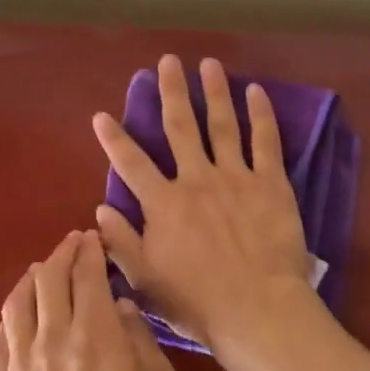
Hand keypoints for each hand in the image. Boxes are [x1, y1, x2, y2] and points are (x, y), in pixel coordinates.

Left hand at [0, 230, 176, 370]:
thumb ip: (141, 340)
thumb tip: (122, 308)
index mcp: (94, 332)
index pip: (86, 274)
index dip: (89, 250)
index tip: (93, 238)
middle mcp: (51, 336)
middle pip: (48, 278)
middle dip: (61, 254)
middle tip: (73, 245)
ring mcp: (19, 363)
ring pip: (17, 303)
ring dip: (31, 278)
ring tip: (41, 271)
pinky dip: (10, 319)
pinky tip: (17, 318)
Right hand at [91, 54, 313, 361]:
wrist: (257, 308)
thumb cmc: (198, 301)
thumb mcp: (146, 279)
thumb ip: (122, 241)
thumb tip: (100, 210)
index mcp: (164, 203)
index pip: (131, 163)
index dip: (114, 138)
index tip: (102, 114)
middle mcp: (196, 179)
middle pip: (180, 127)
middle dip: (171, 91)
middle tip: (167, 61)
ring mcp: (235, 177)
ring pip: (221, 124)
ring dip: (214, 92)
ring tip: (208, 64)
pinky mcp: (270, 182)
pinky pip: (265, 141)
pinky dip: (260, 114)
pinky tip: (256, 91)